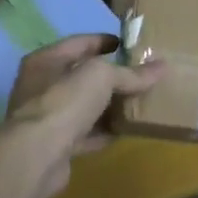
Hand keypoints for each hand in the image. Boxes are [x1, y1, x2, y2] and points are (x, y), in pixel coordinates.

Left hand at [3, 34, 163, 197]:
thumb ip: (130, 73)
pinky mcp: (55, 145)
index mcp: (46, 60)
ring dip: (109, 106)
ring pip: (85, 106)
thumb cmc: (64, 102)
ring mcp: (47, 117)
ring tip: (138, 102)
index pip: (80, 43)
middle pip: (82, 76)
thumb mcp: (102, 77)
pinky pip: (85, 133)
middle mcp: (42, 86)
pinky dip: (104, 131)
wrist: (36, 157)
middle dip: (111, 76)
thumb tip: (162, 66)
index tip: (130, 44)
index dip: (105, 40)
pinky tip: (125, 130)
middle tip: (140, 75)